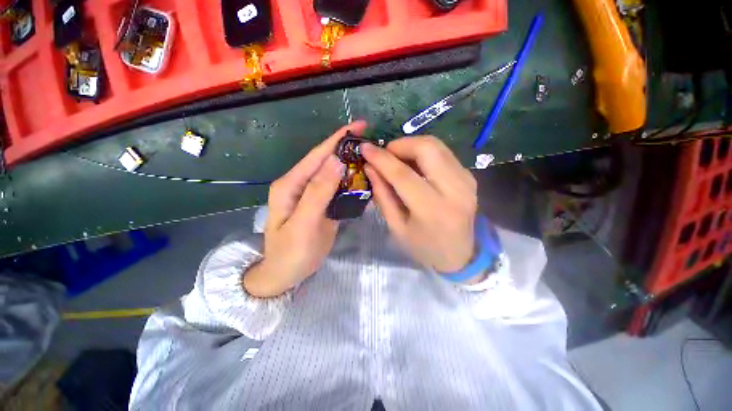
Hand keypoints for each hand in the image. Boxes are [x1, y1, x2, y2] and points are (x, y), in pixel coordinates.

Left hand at [243, 121, 367, 296]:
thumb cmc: (290, 253)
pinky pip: (337, 188)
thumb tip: (336, 160)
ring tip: (372, 158)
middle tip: (371, 142)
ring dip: (351, 164)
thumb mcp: (303, 224)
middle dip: (347, 149)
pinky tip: (364, 179)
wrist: (286, 274)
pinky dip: (351, 182)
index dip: (337, 139)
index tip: (358, 125)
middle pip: (326, 161)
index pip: (317, 155)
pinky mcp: (321, 204)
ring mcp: (312, 195)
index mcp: (291, 184)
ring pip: (334, 174)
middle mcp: (301, 184)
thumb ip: (318, 192)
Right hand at [362, 136, 477, 274]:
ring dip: (412, 146)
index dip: (382, 159)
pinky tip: (415, 165)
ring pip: (437, 145)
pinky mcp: (469, 176)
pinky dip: (424, 153)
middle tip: (386, 155)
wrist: (460, 255)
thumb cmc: (423, 247)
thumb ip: (382, 195)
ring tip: (398, 160)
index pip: (403, 175)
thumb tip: (370, 167)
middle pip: (427, 148)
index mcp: (432, 210)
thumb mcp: (396, 227)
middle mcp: (454, 190)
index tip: (365, 148)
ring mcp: (466, 180)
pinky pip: (443, 153)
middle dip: (400, 145)